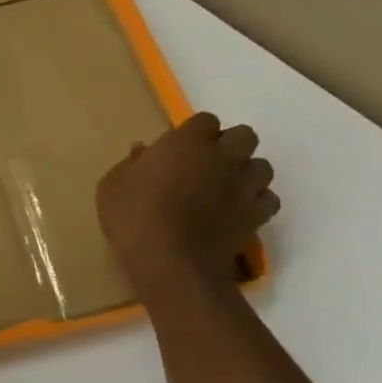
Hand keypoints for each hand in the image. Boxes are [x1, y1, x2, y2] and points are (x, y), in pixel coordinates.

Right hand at [97, 113, 278, 296]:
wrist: (170, 262)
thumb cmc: (134, 216)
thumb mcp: (113, 185)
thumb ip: (131, 164)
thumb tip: (142, 150)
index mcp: (186, 142)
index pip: (205, 120)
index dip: (195, 132)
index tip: (179, 148)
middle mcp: (222, 157)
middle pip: (244, 136)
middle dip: (229, 145)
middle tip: (206, 163)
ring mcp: (244, 186)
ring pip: (262, 166)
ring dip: (246, 172)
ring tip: (225, 187)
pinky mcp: (256, 215)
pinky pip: (268, 199)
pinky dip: (256, 201)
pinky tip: (236, 210)